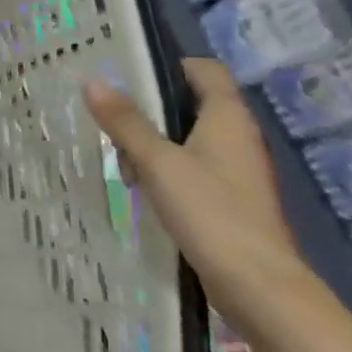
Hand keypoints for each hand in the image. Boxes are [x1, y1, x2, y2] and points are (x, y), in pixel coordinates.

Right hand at [85, 58, 308, 322]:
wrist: (258, 285)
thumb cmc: (210, 211)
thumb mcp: (157, 162)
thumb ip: (125, 122)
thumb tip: (94, 81)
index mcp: (228, 117)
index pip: (204, 70)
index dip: (169, 66)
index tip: (129, 74)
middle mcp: (238, 137)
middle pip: (191, 105)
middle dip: (150, 111)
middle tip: (112, 120)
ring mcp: (237, 171)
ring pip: (189, 140)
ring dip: (154, 145)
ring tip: (122, 162)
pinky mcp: (231, 200)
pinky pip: (193, 169)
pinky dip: (167, 171)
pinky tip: (143, 189)